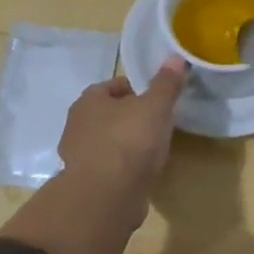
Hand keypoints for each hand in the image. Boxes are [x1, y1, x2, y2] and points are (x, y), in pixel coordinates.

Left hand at [57, 57, 187, 216]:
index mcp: (89, 101)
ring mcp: (78, 156)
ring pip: (106, 141)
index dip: (135, 89)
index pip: (113, 86)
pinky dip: (122, 168)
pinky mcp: (85, 183)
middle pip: (107, 114)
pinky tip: (140, 173)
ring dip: (124, 143)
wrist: (106, 196)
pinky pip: (108, 167)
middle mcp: (77, 125)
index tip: (155, 99)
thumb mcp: (156, 106)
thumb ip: (166, 83)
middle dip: (129, 116)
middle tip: (155, 122)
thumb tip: (176, 57)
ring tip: (151, 150)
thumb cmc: (129, 141)